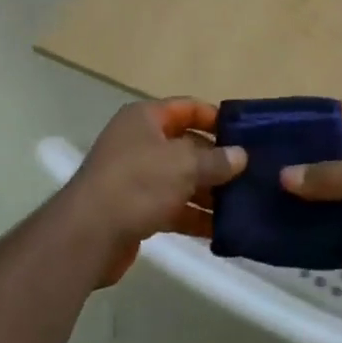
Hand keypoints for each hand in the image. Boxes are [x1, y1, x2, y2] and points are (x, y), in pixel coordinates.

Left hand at [58, 99, 246, 287]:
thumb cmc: (137, 183)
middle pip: (186, 145)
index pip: (187, 108)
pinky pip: (172, 207)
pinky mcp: (136, 209)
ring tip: (244, 205)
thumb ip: (215, 160)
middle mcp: (139, 142)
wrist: (88, 234)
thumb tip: (240, 156)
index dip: (215, 118)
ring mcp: (136, 177)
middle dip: (217, 161)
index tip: (246, 134)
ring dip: (209, 192)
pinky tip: (221, 230)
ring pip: (181, 179)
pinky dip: (194, 216)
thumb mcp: (183, 165)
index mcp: (145, 118)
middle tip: (253, 174)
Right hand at [282, 133, 341, 330]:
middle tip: (262, 175)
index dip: (319, 141)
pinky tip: (283, 234)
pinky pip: (334, 241)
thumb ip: (332, 175)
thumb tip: (284, 176)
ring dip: (305, 208)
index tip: (280, 143)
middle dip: (306, 176)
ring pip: (333, 210)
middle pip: (338, 176)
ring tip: (263, 203)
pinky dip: (313, 239)